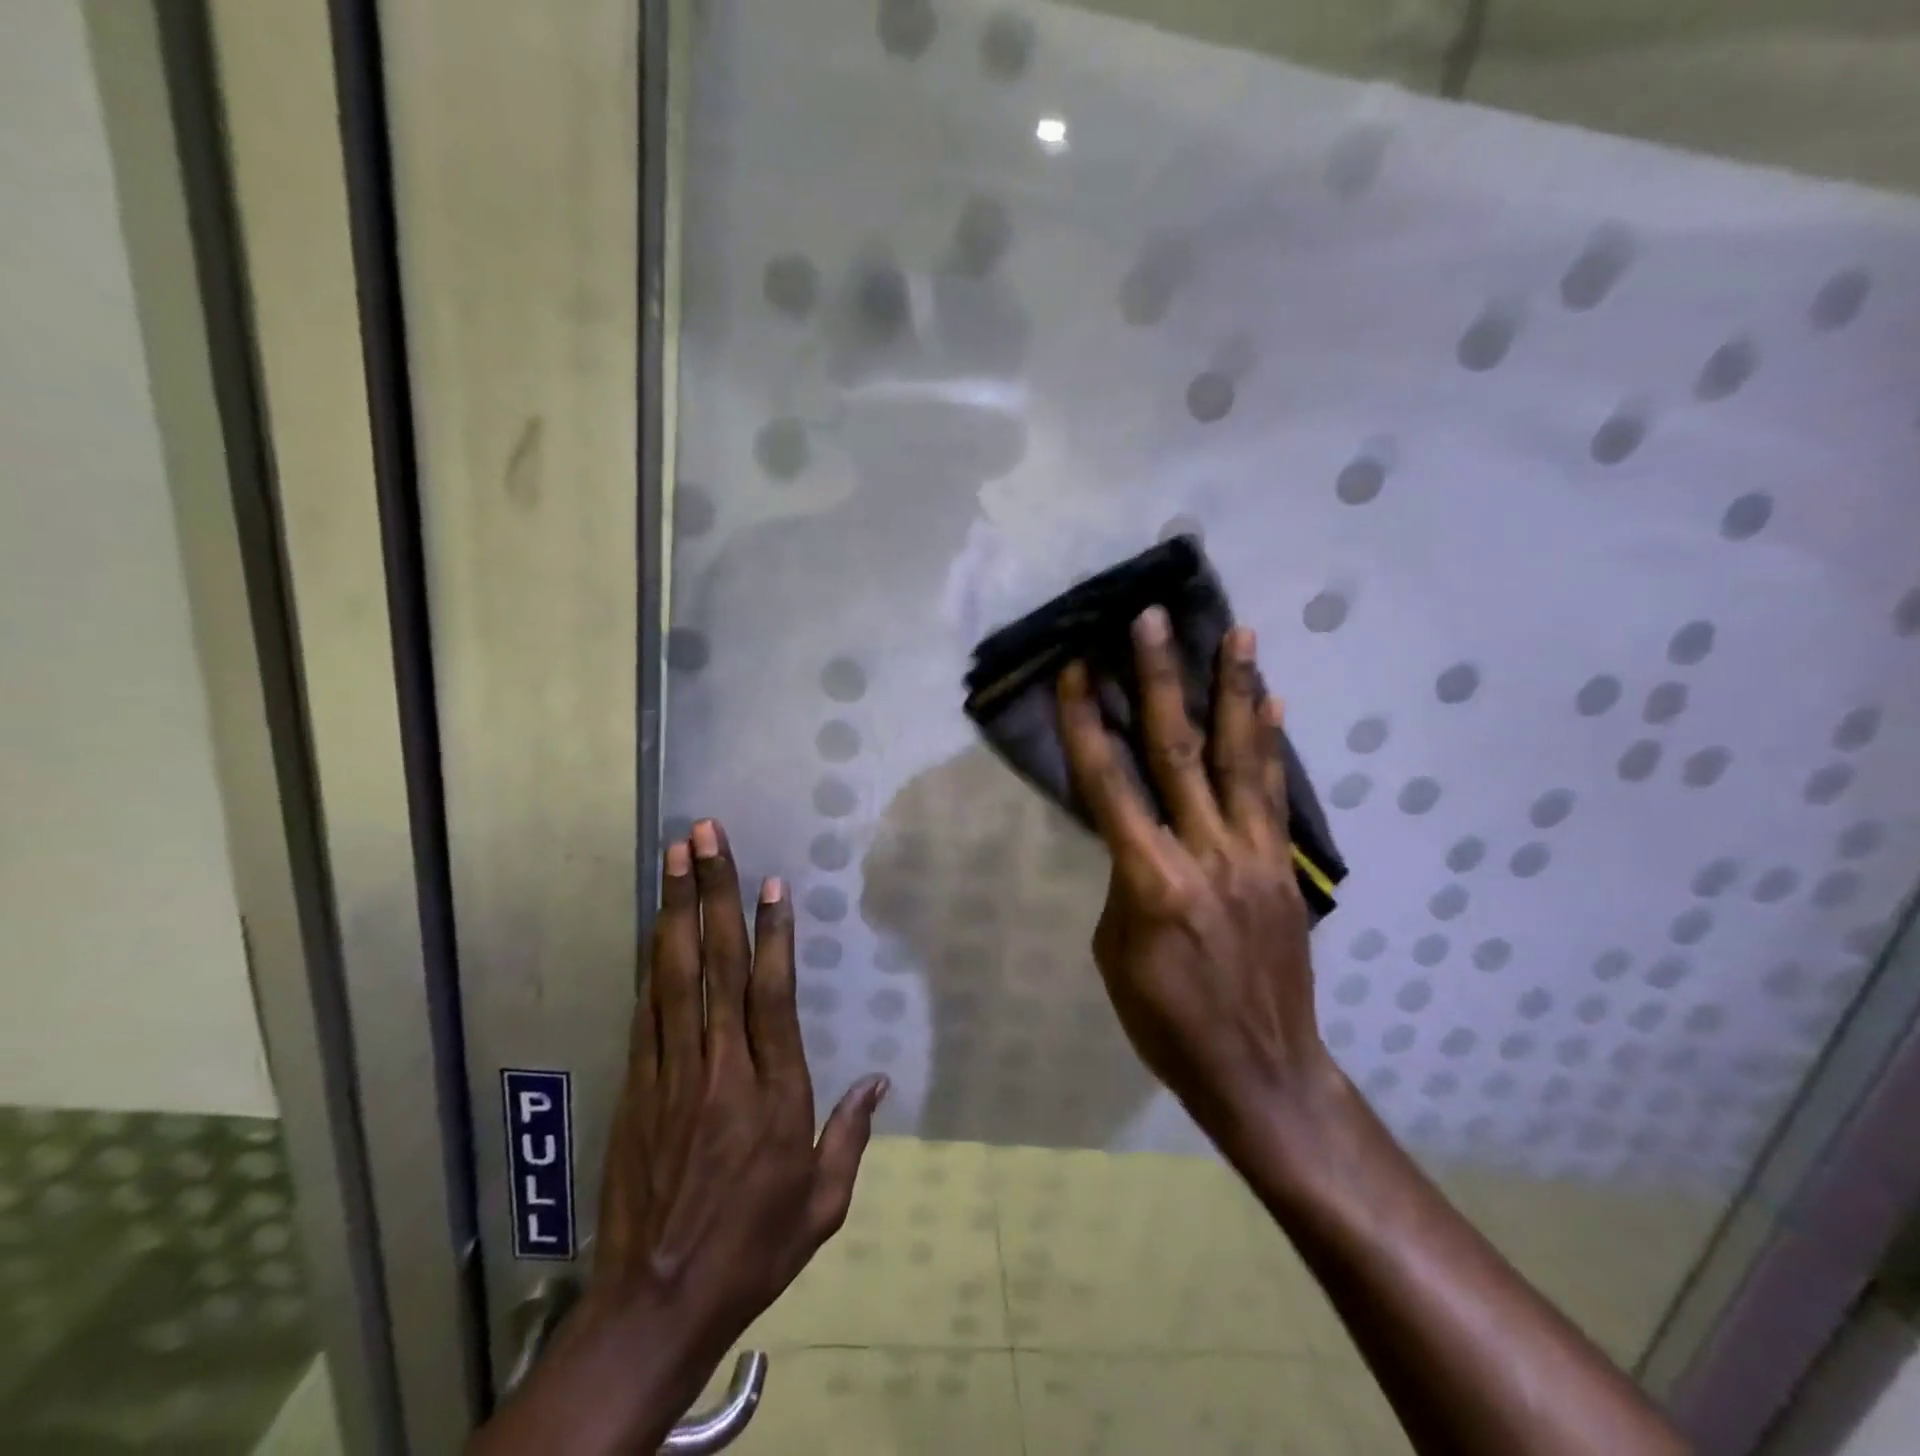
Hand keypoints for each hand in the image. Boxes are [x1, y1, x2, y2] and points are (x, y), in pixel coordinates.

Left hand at [593, 820, 886, 1358]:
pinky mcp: (637, 1088)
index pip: (772, 994)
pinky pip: (647, 1011)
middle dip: (711, 893)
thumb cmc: (753, 1249)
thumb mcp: (822, 1204)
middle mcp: (721, 1068)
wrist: (655, 1305)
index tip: (770, 882)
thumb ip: (851, 1136)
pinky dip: (650, 962)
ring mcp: (671, 1074)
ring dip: (674, 910)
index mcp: (774, 1092)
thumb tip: (880, 1083)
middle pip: (717, 965)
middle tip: (706, 837)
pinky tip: (652, 926)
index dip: (772, 933)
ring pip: (674, 975)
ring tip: (674, 856)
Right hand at [1056, 608, 1333, 1151]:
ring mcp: (1254, 856)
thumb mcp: (1116, 953)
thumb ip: (1125, 880)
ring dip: (1235, 691)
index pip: (1109, 784)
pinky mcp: (1283, 867)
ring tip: (1237, 633)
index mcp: (1151, 881)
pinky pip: (1274, 794)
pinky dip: (1271, 744)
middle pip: (1178, 751)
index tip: (1076, 668)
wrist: (1262, 1071)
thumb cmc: (1167, 1022)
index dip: (1086, 722)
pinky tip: (1272, 703)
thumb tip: (1136, 835)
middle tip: (1153, 619)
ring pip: (1241, 759)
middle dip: (1161, 679)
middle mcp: (1206, 853)